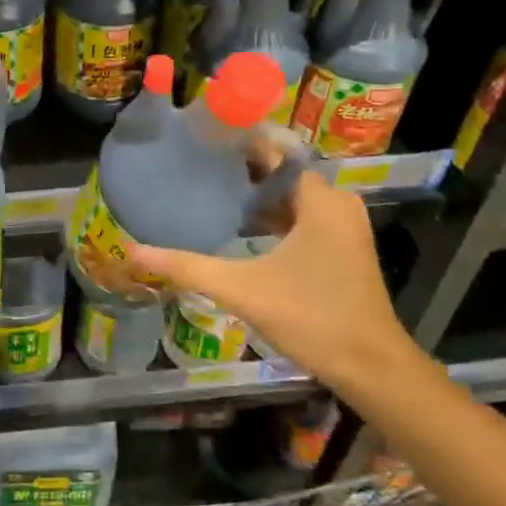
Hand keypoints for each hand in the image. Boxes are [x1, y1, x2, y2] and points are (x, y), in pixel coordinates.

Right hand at [128, 167, 422, 398]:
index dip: (240, 142)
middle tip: (196, 164)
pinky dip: (273, 215)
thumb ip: (188, 267)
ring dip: (256, 193)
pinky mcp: (342, 247)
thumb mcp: (243, 290)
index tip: (202, 138)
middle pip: (282, 172)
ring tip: (210, 189)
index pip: (277, 151)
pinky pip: (302, 215)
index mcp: (321, 200)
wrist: (371, 367)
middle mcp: (337, 204)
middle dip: (242, 168)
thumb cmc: (313, 318)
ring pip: (292, 196)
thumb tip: (134, 252)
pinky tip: (239, 225)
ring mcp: (343, 226)